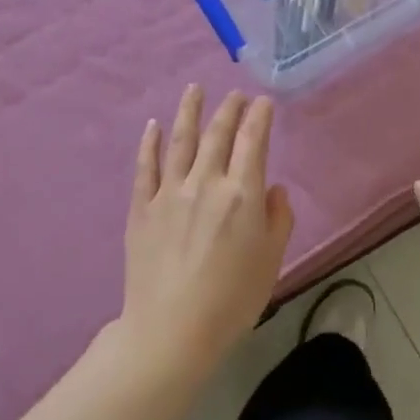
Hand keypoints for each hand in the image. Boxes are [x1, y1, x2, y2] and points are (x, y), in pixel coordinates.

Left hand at [120, 85, 293, 372]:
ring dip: (189, 111)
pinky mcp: (142, 208)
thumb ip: (278, 219)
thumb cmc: (232, 299)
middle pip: (218, 134)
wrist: (171, 329)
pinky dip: (150, 143)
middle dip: (229, 109)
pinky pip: (146, 167)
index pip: (253, 141)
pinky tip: (153, 126)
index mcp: (242, 194)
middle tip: (235, 94)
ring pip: (180, 140)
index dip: (259, 117)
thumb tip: (273, 189)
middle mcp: (206, 182)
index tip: (263, 101)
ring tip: (194, 89)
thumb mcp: (271, 260)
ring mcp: (169, 192)